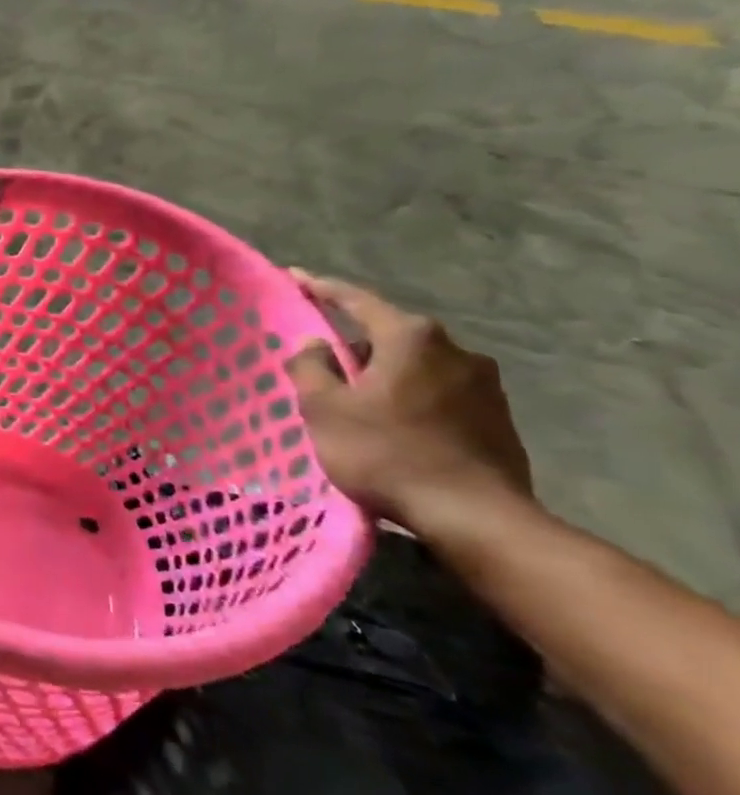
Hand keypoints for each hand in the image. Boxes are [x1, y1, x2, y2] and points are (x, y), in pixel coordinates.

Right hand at [286, 270, 533, 533]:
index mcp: (409, 337)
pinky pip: (439, 393)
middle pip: (388, 334)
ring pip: (415, 366)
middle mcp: (454, 348)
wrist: (476, 517)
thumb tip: (314, 345)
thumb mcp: (324, 409)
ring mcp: (484, 383)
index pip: (355, 299)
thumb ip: (311, 367)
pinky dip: (410, 399)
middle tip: (322, 365)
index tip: (294, 277)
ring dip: (384, 375)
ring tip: (357, 403)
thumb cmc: (386, 453)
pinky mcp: (499, 416)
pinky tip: (394, 426)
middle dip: (354, 345)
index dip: (320, 288)